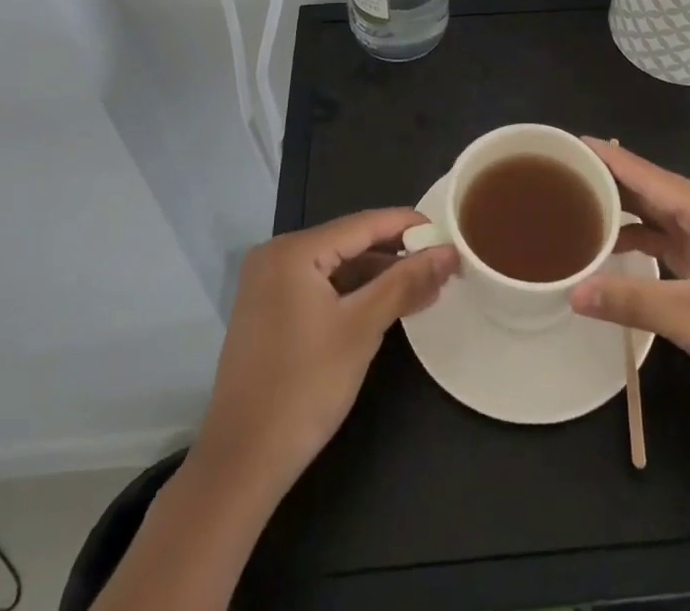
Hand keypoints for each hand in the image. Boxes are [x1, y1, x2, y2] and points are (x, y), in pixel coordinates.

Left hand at [194, 209, 455, 497]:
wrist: (241, 464)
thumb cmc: (304, 388)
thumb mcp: (362, 329)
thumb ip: (405, 282)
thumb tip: (448, 251)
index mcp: (293, 250)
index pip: (362, 224)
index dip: (407, 225)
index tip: (447, 231)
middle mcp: (276, 256)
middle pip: (348, 243)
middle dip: (396, 255)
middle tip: (441, 265)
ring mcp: (268, 285)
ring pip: (336, 267)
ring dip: (377, 277)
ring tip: (424, 288)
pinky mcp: (269, 312)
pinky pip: (320, 287)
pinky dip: (353, 294)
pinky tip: (386, 305)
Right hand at [570, 139, 689, 438]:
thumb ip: (630, 300)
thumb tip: (573, 291)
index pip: (651, 176)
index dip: (611, 159)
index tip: (572, 143)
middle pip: (656, 193)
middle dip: (613, 185)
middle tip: (564, 177)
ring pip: (665, 220)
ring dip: (628, 216)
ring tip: (580, 209)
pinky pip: (676, 245)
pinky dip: (646, 244)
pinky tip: (616, 249)